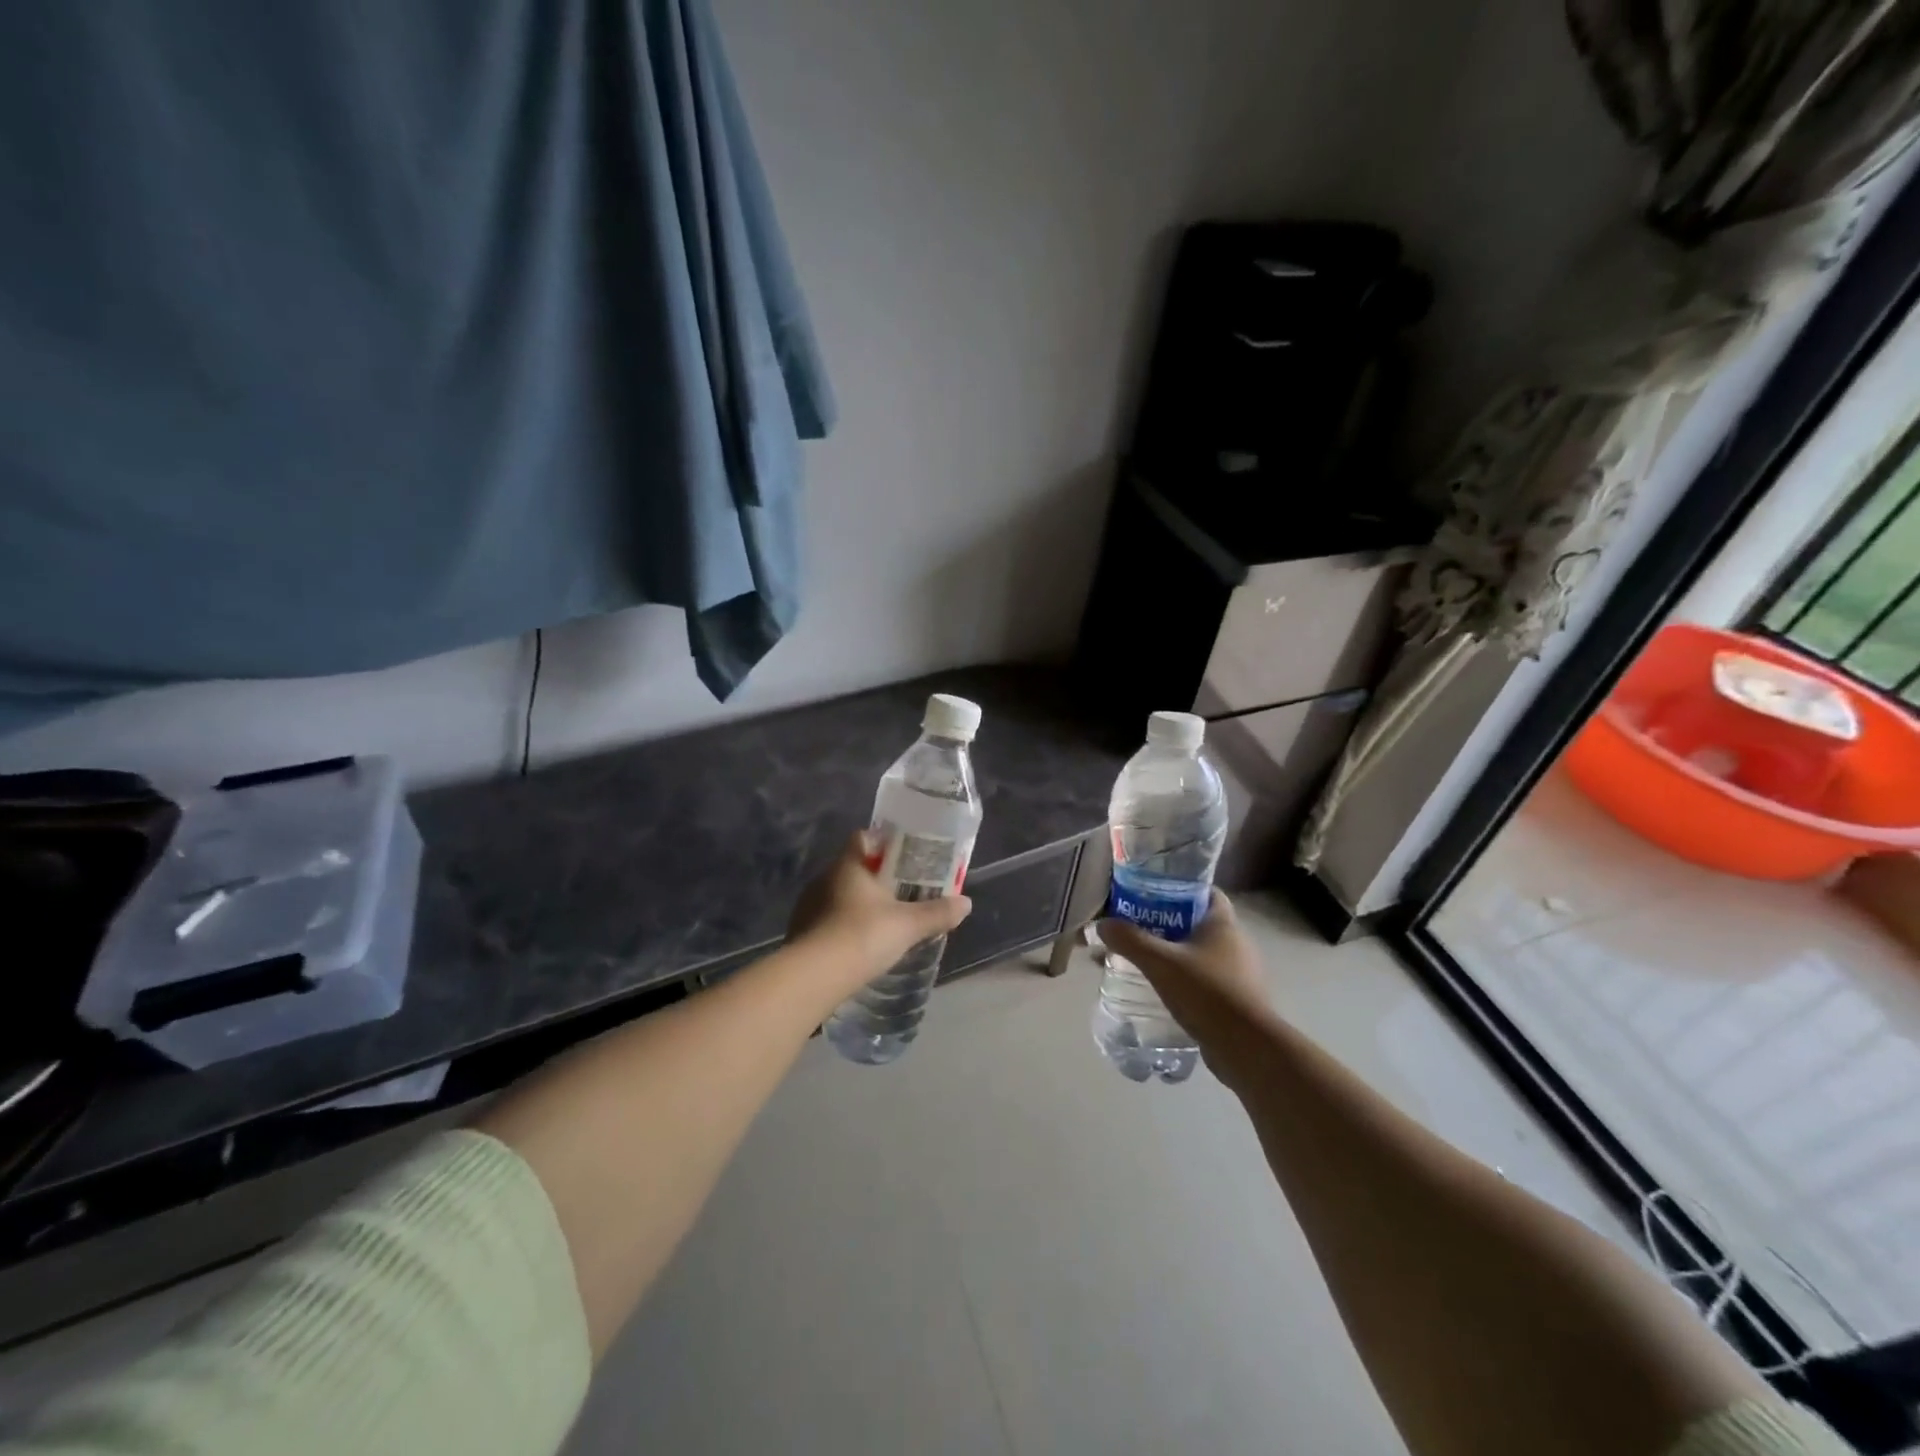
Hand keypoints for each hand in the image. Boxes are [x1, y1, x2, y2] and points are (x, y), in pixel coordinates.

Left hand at [787, 831, 971, 991]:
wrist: (814, 976)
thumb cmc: (863, 935)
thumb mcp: (908, 925)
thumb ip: (937, 913)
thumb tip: (966, 903)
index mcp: (849, 865)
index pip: (863, 838)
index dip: (883, 842)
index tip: (903, 855)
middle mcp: (825, 878)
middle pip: (853, 868)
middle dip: (875, 877)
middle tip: (900, 891)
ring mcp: (808, 905)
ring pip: (838, 894)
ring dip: (857, 904)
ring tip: (880, 920)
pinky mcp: (800, 931)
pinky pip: (826, 919)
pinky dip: (842, 926)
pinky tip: (857, 943)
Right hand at [1097, 891, 1269, 1048]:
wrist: (1247, 1048)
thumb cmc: (1206, 992)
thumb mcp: (1160, 963)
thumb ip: (1130, 940)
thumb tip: (1102, 924)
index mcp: (1223, 924)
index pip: (1205, 892)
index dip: (1179, 888)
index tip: (1151, 895)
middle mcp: (1236, 943)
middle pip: (1198, 923)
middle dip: (1167, 924)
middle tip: (1137, 931)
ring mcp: (1240, 973)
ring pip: (1201, 953)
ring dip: (1175, 955)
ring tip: (1144, 962)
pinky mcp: (1238, 999)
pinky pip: (1206, 979)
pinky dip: (1185, 980)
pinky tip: (1163, 991)